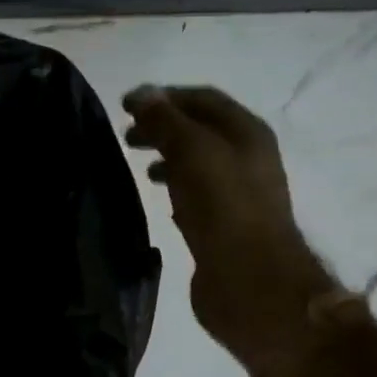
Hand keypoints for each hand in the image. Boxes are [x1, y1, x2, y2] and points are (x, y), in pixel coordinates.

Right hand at [122, 84, 333, 355]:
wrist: (251, 282)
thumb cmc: (224, 208)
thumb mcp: (193, 152)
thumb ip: (166, 121)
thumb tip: (142, 94)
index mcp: (247, 133)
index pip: (203, 99)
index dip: (165, 97)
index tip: (126, 105)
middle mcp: (246, 158)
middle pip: (199, 130)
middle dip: (162, 126)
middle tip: (126, 135)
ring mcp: (236, 194)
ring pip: (196, 162)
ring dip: (166, 155)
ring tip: (136, 163)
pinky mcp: (223, 225)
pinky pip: (194, 194)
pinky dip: (172, 185)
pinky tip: (155, 195)